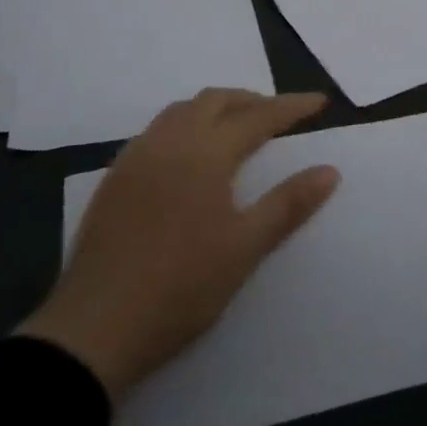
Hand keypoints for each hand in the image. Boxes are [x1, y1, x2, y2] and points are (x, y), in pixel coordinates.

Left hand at [21, 90, 338, 400]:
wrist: (97, 325)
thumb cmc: (182, 286)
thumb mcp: (245, 248)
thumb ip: (288, 204)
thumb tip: (329, 171)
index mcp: (205, 152)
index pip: (258, 117)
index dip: (291, 107)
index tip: (319, 102)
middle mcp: (169, 141)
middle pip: (215, 101)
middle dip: (250, 101)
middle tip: (278, 116)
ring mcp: (136, 157)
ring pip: (181, 111)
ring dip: (214, 109)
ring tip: (235, 129)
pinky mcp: (114, 178)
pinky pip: (156, 132)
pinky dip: (184, 127)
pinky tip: (187, 157)